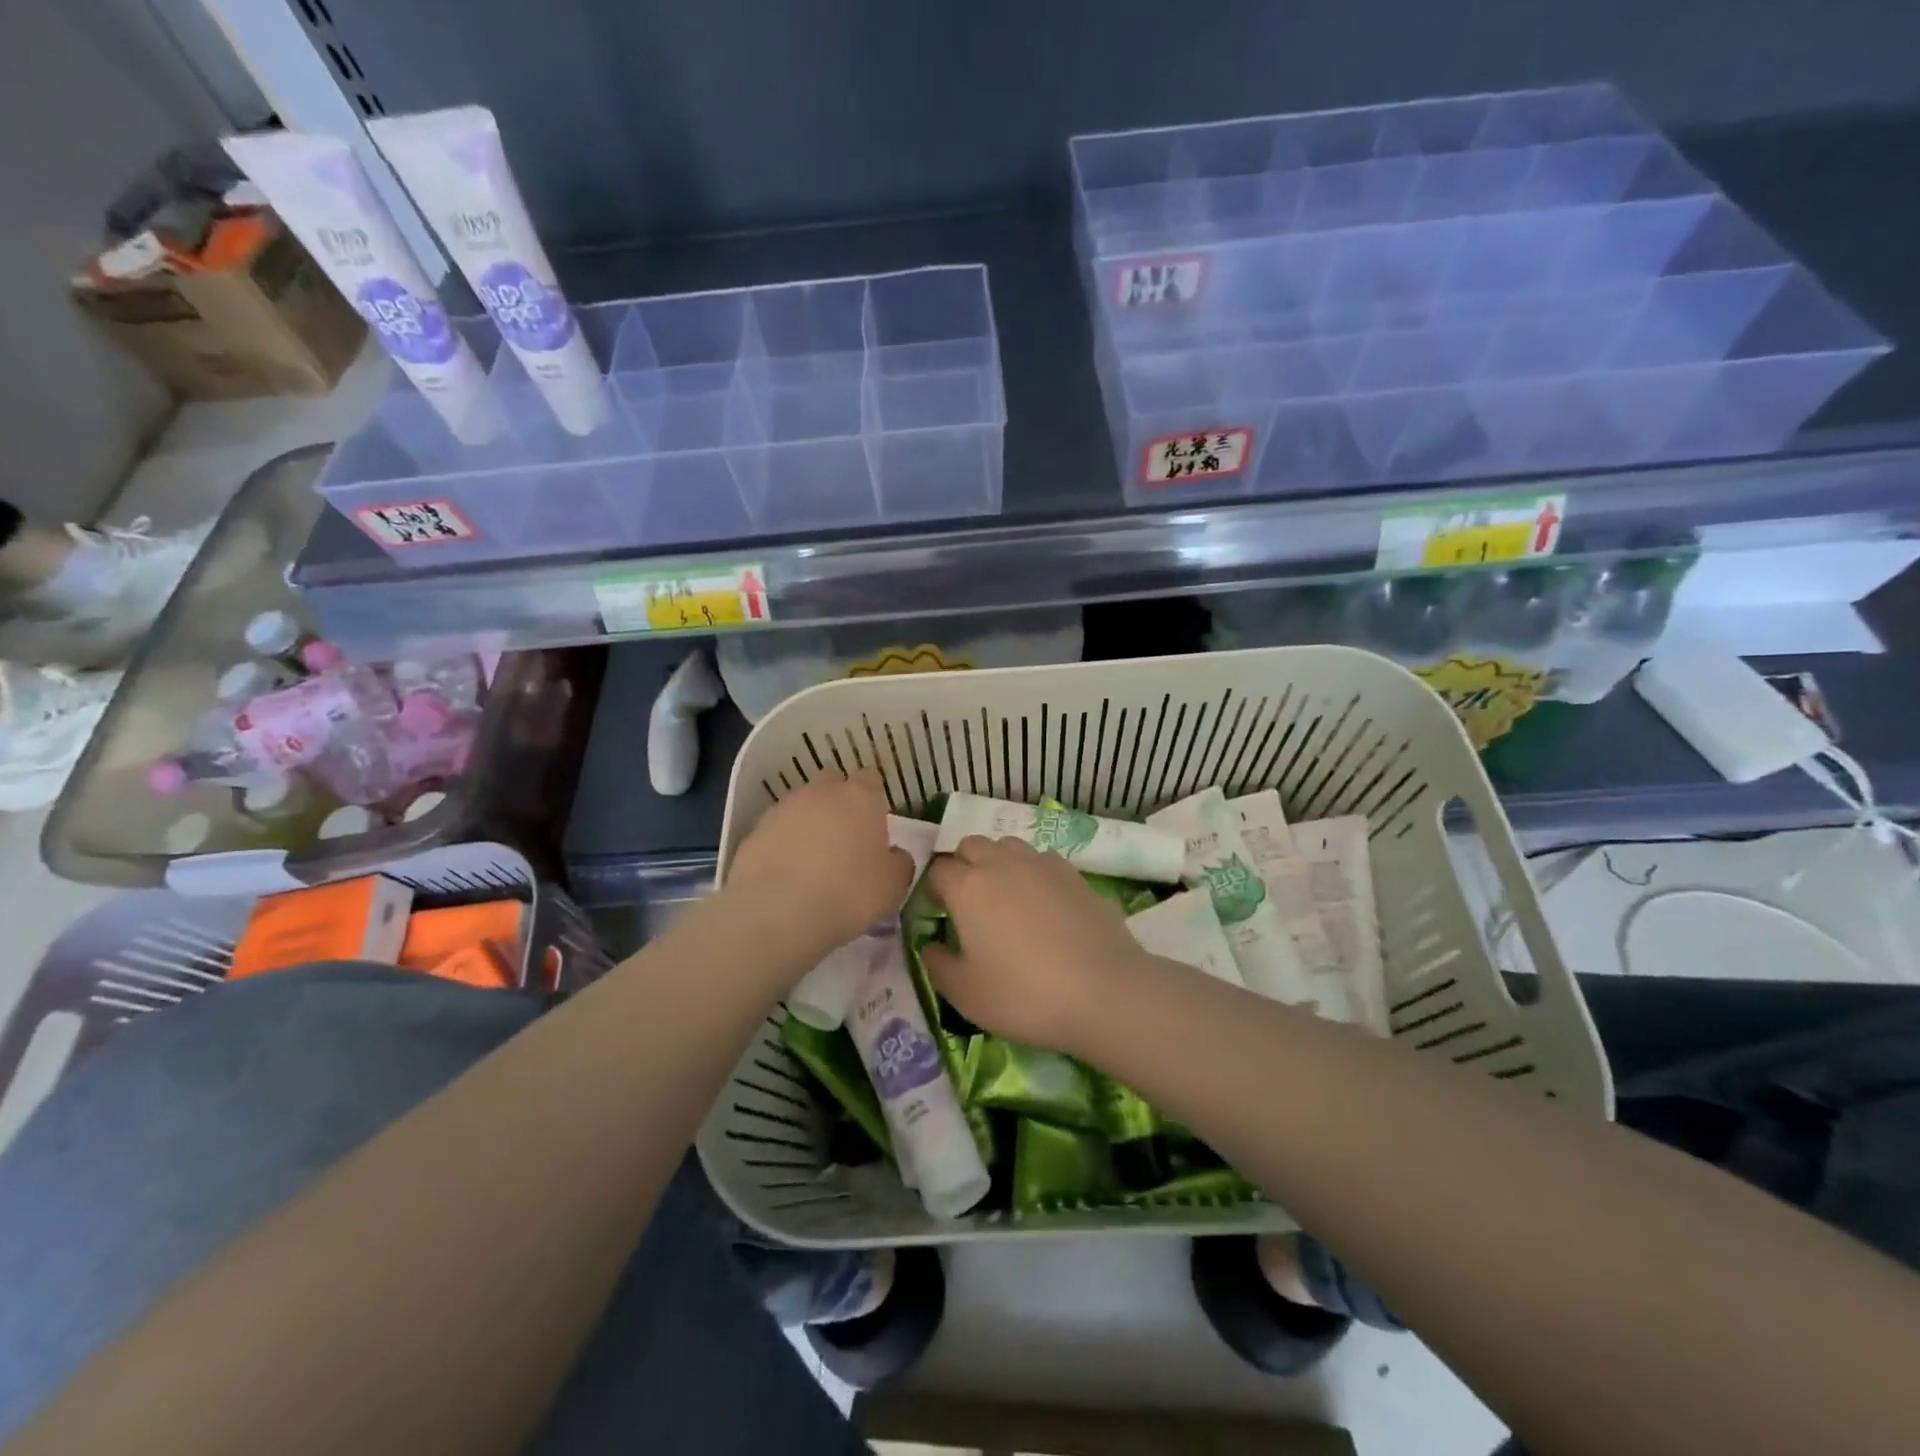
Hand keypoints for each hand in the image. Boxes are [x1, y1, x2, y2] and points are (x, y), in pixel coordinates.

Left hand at [723, 770, 913, 960]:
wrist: (776, 912)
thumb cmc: (848, 893)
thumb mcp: (893, 886)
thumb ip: (899, 863)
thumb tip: (894, 855)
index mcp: (860, 797)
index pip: (871, 778)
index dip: (874, 798)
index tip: (876, 823)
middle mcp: (820, 793)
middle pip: (833, 783)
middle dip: (839, 802)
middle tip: (845, 838)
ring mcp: (783, 809)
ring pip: (802, 805)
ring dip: (809, 824)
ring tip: (813, 861)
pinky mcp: (754, 832)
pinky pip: (777, 831)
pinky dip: (783, 845)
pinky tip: (787, 875)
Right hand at [921, 836, 1150, 1053]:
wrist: (1103, 991)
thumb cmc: (1023, 995)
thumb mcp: (965, 994)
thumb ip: (937, 965)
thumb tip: (931, 946)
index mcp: (967, 887)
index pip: (938, 871)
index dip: (934, 890)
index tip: (941, 914)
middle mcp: (1001, 863)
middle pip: (971, 845)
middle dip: (964, 865)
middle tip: (970, 903)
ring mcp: (1041, 864)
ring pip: (1008, 845)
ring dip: (998, 862)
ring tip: (1007, 898)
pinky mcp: (1074, 873)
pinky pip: (1042, 859)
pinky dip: (1033, 872)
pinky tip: (1044, 903)